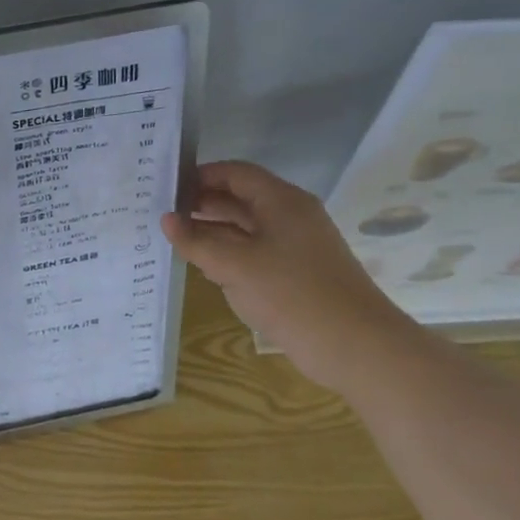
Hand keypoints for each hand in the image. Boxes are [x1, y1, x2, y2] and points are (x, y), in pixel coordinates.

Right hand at [162, 161, 422, 394]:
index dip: (201, 176)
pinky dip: (230, 255)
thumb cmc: (291, 294)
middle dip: (203, 204)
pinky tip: (205, 267)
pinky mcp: (298, 273)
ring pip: (247, 228)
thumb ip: (196, 242)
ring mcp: (297, 246)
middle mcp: (291, 216)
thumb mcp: (234, 266)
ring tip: (176, 240)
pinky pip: (257, 253)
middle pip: (241, 198)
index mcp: (282, 201)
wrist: (355, 346)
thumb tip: (166, 220)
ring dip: (213, 231)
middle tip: (164, 214)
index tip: (167, 188)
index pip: (236, 173)